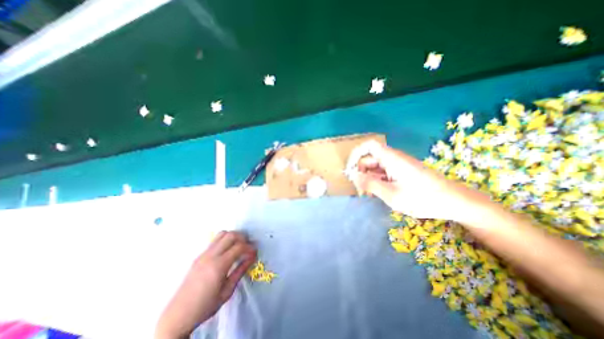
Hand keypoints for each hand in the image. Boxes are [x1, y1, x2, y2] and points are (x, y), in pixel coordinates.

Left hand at [154, 232, 254, 337]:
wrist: (178, 315)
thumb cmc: (206, 306)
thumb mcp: (227, 291)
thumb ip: (240, 271)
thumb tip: (252, 257)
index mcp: (218, 265)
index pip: (239, 247)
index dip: (250, 247)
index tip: (254, 252)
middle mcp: (210, 255)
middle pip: (231, 235)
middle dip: (243, 238)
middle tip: (248, 246)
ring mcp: (203, 254)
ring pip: (222, 234)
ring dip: (233, 236)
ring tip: (238, 245)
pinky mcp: (199, 255)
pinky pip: (215, 240)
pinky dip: (225, 240)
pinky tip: (227, 250)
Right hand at [352, 143, 484, 222]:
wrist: (455, 202)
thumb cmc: (422, 198)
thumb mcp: (392, 194)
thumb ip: (370, 184)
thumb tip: (353, 175)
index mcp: (392, 159)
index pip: (369, 146)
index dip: (356, 154)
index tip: (350, 169)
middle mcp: (394, 158)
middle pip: (370, 158)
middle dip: (361, 172)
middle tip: (361, 189)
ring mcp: (399, 165)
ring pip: (376, 166)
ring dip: (369, 178)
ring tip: (370, 193)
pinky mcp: (403, 172)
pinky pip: (384, 172)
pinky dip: (378, 180)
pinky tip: (380, 192)